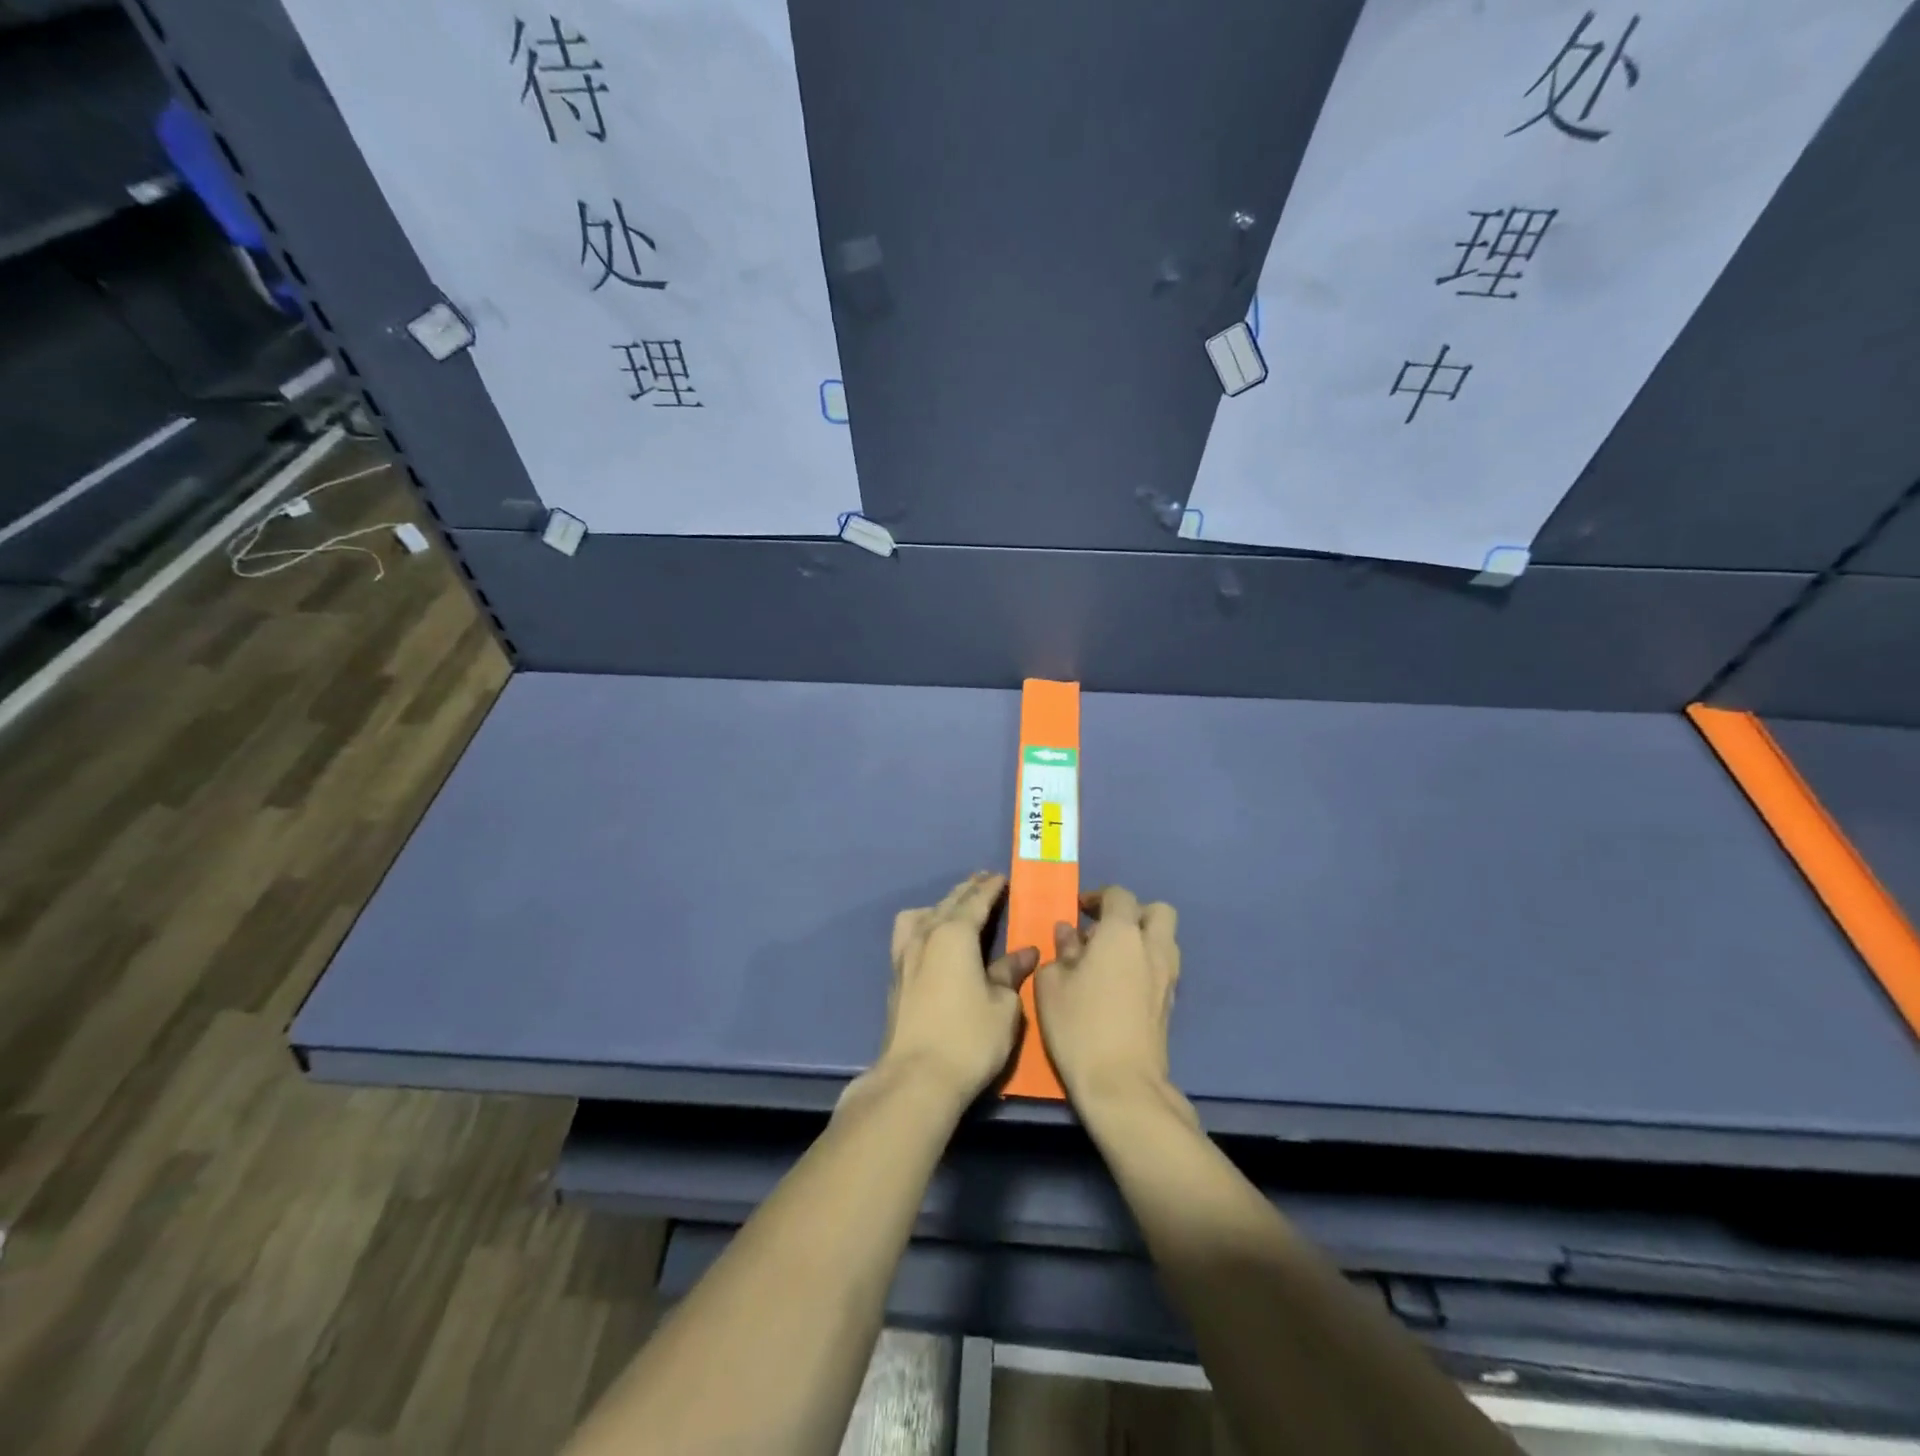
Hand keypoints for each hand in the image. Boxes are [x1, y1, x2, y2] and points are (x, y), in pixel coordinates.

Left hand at [867, 872, 1038, 1108]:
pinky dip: (923, 924)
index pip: (976, 901)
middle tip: (983, 880)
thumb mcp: (1004, 1006)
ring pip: (922, 915)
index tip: (1001, 876)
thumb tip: (1025, 952)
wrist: (916, 1078)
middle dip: (967, 890)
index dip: (991, 888)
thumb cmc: (969, 1038)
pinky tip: (930, 937)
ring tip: (955, 907)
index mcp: (955, 934)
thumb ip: (1011, 973)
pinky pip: (909, 934)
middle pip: (948, 903)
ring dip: (942, 905)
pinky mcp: (895, 977)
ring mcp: (904, 955)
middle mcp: (926, 935)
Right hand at [1035, 886, 1181, 1115]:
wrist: (1121, 1084)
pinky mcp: (1172, 1003)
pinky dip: (1146, 964)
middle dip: (1133, 913)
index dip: (1097, 897)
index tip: (1078, 911)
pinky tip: (1121, 985)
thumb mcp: (1052, 984)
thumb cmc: (1079, 1025)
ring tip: (1111, 959)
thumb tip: (1069, 934)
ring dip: (1143, 938)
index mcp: (1122, 934)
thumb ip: (1061, 951)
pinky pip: (1163, 966)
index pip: (1119, 895)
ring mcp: (1168, 976)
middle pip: (1158, 911)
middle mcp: (1153, 947)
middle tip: (1104, 930)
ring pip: (1165, 939)